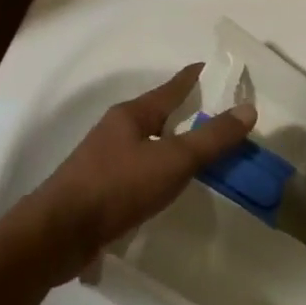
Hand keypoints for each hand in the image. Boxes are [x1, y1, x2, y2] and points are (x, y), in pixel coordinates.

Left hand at [30, 64, 254, 281]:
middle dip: (186, 113)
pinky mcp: (99, 190)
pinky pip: (139, 171)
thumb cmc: (117, 187)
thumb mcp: (173, 160)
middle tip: (218, 116)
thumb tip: (249, 109)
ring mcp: (104, 160)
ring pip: (148, 144)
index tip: (214, 69)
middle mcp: (117, 131)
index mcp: (132, 114)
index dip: (195, 78)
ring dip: (172, 145)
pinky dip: (159, 172)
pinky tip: (168, 187)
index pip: (172, 87)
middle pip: (159, 115)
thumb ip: (212, 138)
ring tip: (199, 153)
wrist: (57, 235)